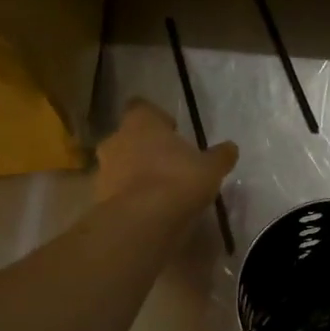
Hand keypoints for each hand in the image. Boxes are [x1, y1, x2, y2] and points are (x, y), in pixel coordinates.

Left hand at [96, 101, 237, 213]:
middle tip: (169, 162)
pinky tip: (150, 210)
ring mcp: (103, 170)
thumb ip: (219, 156)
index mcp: (141, 122)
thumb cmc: (178, 180)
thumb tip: (230, 147)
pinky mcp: (99, 198)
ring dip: (136, 173)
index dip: (157, 118)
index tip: (172, 132)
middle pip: (129, 137)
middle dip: (146, 148)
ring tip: (161, 191)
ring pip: (120, 165)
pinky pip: (117, 192)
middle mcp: (116, 139)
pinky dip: (130, 197)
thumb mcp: (210, 168)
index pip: (143, 108)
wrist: (142, 222)